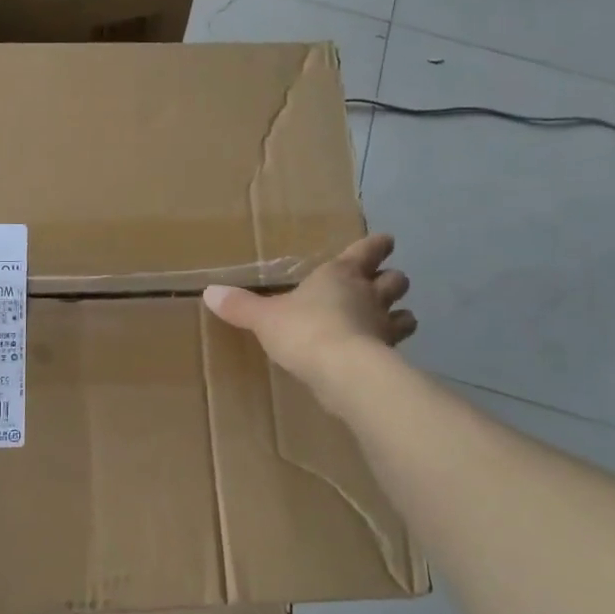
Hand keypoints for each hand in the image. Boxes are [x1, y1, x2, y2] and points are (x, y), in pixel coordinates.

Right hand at [203, 235, 415, 401]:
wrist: (343, 370)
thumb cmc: (303, 330)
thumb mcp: (264, 318)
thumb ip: (240, 306)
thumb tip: (209, 292)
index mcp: (340, 274)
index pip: (368, 250)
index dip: (376, 246)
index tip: (384, 242)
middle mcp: (369, 294)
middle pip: (395, 280)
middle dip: (391, 280)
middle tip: (382, 284)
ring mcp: (384, 326)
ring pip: (405, 315)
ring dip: (400, 316)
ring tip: (390, 322)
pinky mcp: (390, 357)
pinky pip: (396, 347)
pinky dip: (392, 349)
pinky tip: (381, 356)